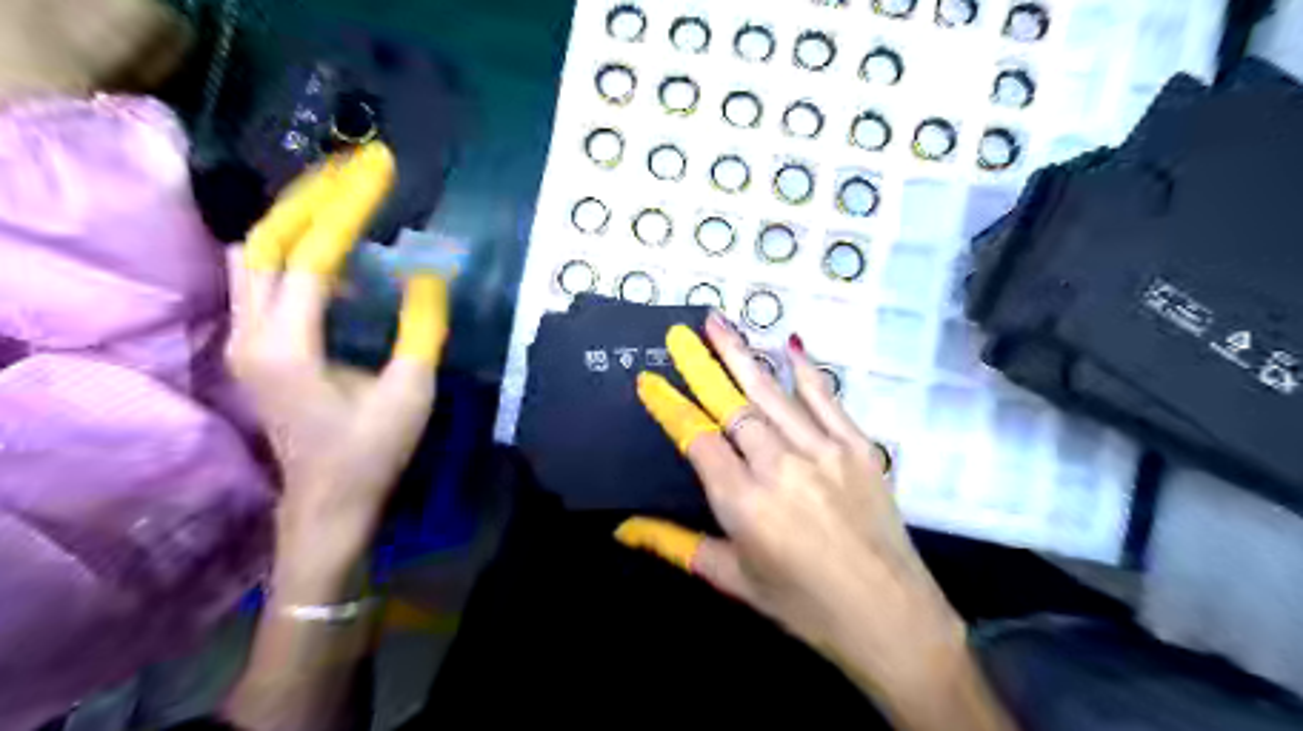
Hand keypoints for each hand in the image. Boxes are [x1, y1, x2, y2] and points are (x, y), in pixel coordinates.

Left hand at [231, 142, 454, 598]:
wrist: (328, 501)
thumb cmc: (373, 450)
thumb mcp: (411, 390)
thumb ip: (420, 326)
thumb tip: (428, 273)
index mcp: (289, 346)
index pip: (312, 256)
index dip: (346, 209)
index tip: (378, 171)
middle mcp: (251, 333)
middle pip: (265, 241)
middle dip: (311, 197)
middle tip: (356, 168)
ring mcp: (244, 338)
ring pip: (253, 256)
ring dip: (294, 218)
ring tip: (341, 193)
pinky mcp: (254, 345)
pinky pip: (262, 278)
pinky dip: (293, 249)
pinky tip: (333, 249)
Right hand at [618, 313, 1010, 729]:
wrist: (890, 618)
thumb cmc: (804, 605)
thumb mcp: (733, 577)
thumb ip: (675, 545)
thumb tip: (623, 529)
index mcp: (743, 501)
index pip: (697, 438)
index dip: (670, 406)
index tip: (649, 379)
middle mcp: (779, 465)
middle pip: (732, 404)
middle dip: (702, 365)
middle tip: (680, 332)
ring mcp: (823, 450)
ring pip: (772, 392)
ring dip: (741, 355)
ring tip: (718, 323)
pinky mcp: (859, 447)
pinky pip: (826, 399)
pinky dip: (805, 371)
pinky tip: (788, 344)